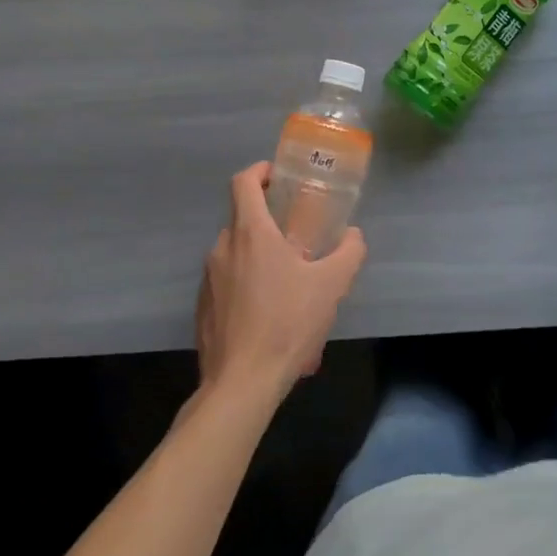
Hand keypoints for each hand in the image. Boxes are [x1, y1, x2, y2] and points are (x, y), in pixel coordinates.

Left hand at [195, 162, 367, 404]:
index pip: (244, 182)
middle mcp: (222, 248)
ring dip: (259, 257)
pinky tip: (269, 314)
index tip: (278, 177)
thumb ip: (349, 253)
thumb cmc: (286, 324)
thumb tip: (354, 235)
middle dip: (268, 221)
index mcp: (250, 233)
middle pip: (242, 218)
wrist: (241, 384)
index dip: (260, 171)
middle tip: (297, 236)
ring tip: (287, 283)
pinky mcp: (202, 308)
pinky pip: (227, 283)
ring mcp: (208, 279)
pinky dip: (246, 285)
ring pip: (235, 253)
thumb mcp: (331, 286)